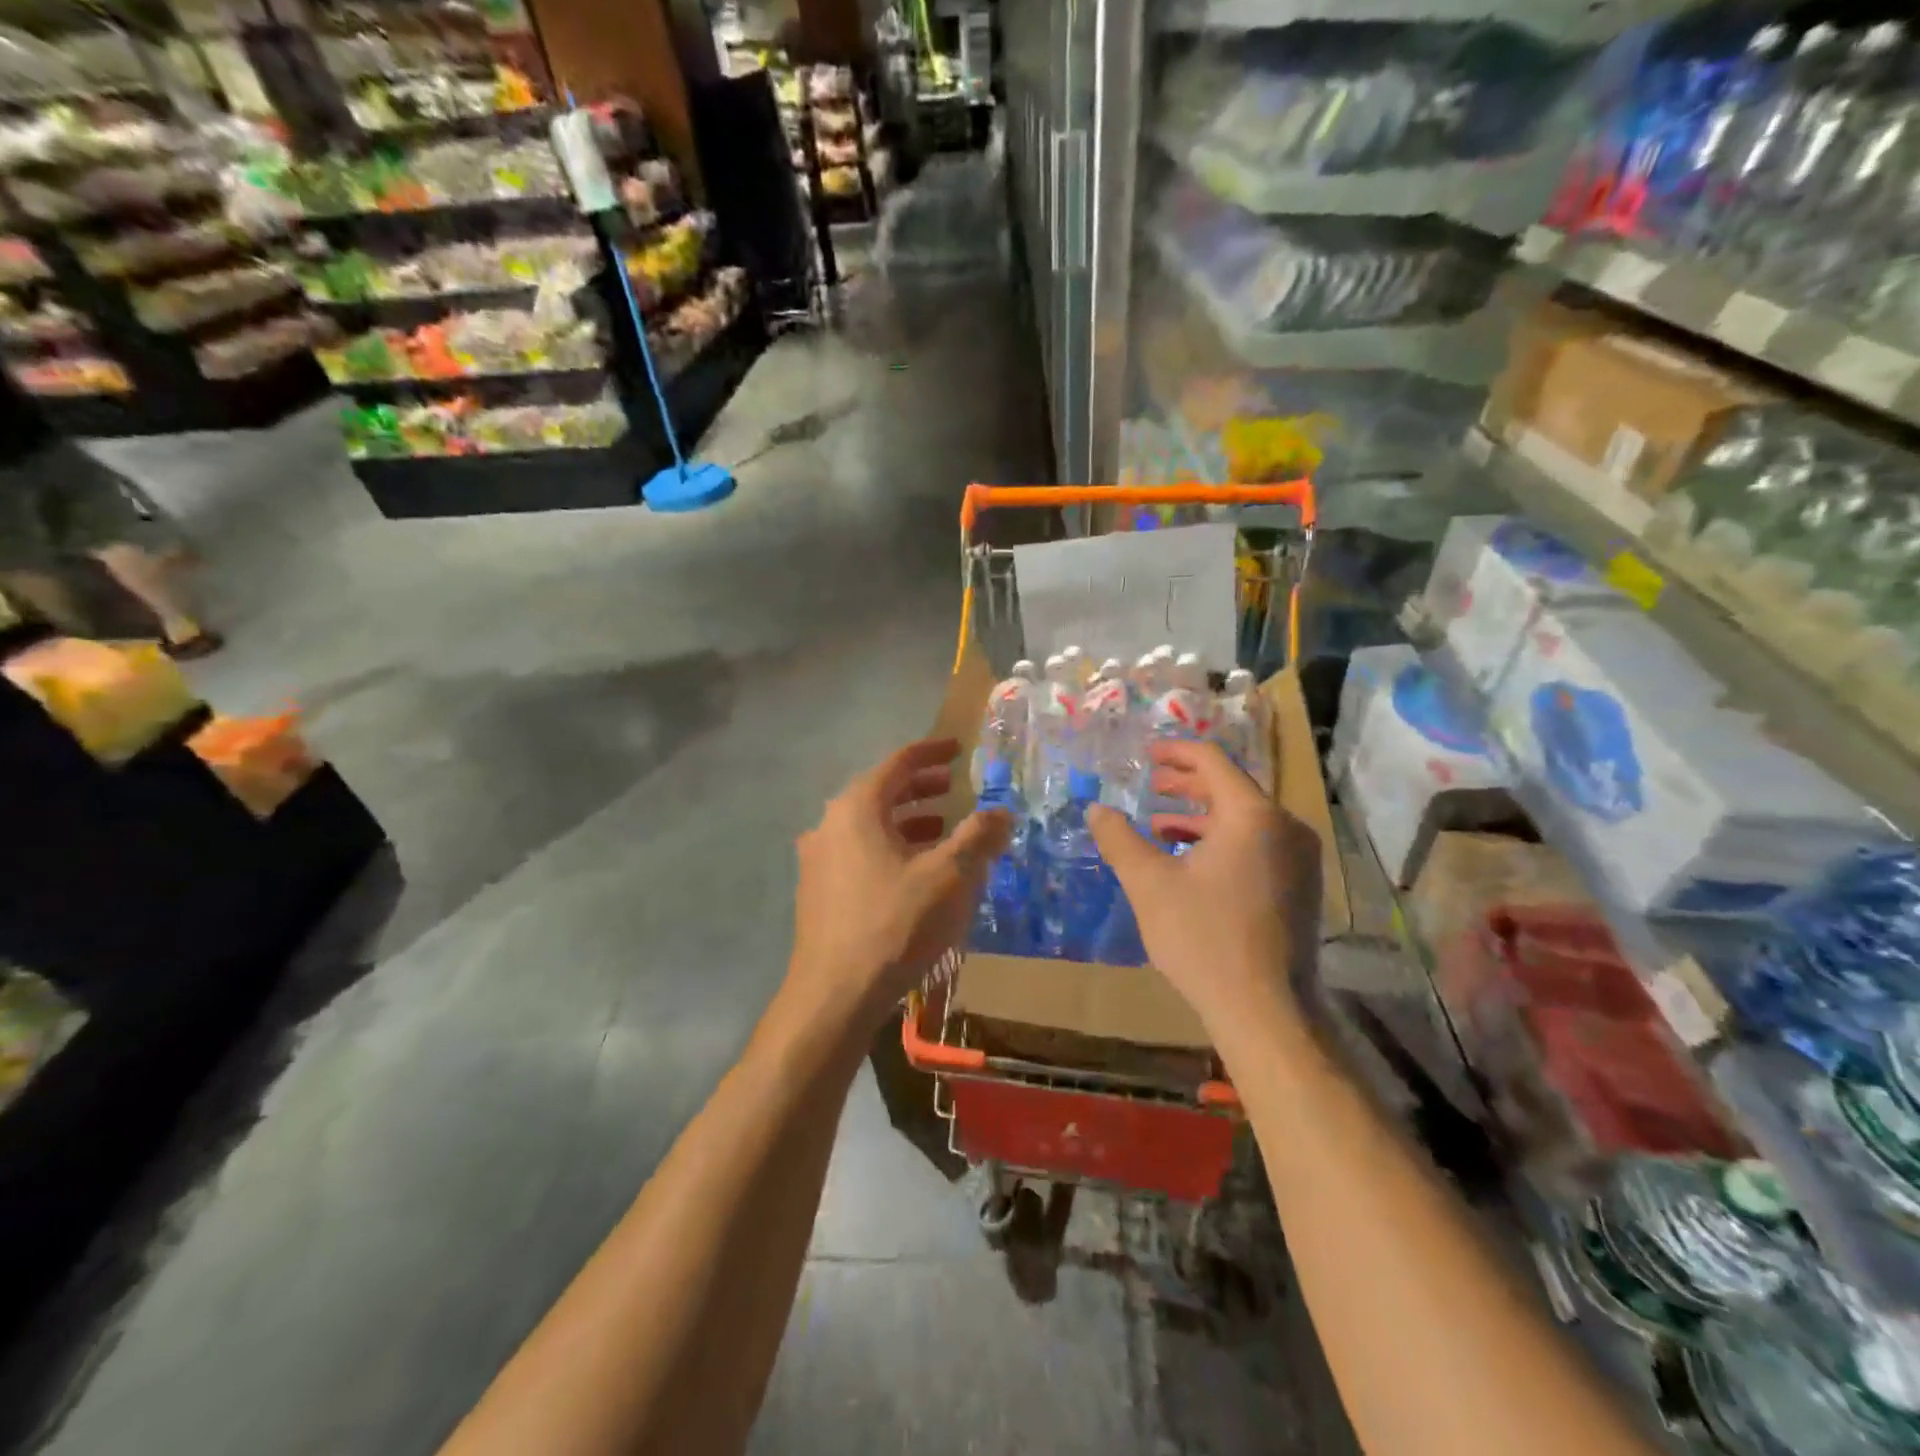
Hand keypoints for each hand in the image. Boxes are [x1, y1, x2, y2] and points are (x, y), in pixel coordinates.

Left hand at [788, 737, 1012, 1029]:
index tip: (957, 748)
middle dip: (919, 787)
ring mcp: (818, 859)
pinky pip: (859, 852)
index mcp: (857, 808)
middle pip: (880, 792)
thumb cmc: (895, 924)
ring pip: (868, 825)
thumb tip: (1001, 811)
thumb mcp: (951, 877)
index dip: (931, 752)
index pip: (898, 763)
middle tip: (952, 787)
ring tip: (941, 830)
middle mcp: (830, 824)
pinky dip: (890, 848)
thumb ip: (979, 837)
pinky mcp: (817, 891)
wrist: (835, 994)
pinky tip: (914, 872)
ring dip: (906, 821)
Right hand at [1087, 740, 1317, 1044]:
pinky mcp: (1302, 887)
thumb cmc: (1203, 938)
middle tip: (1151, 784)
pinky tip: (1191, 863)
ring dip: (1201, 817)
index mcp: (1252, 815)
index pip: (1212, 762)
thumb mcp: (1149, 884)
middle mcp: (1285, 826)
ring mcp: (1300, 858)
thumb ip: (1119, 839)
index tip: (1147, 753)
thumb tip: (1095, 809)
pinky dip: (1223, 842)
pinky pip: (1259, 845)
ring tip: (1160, 825)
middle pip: (1231, 788)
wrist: (1266, 1010)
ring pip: (1245, 820)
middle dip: (1187, 785)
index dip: (1176, 753)